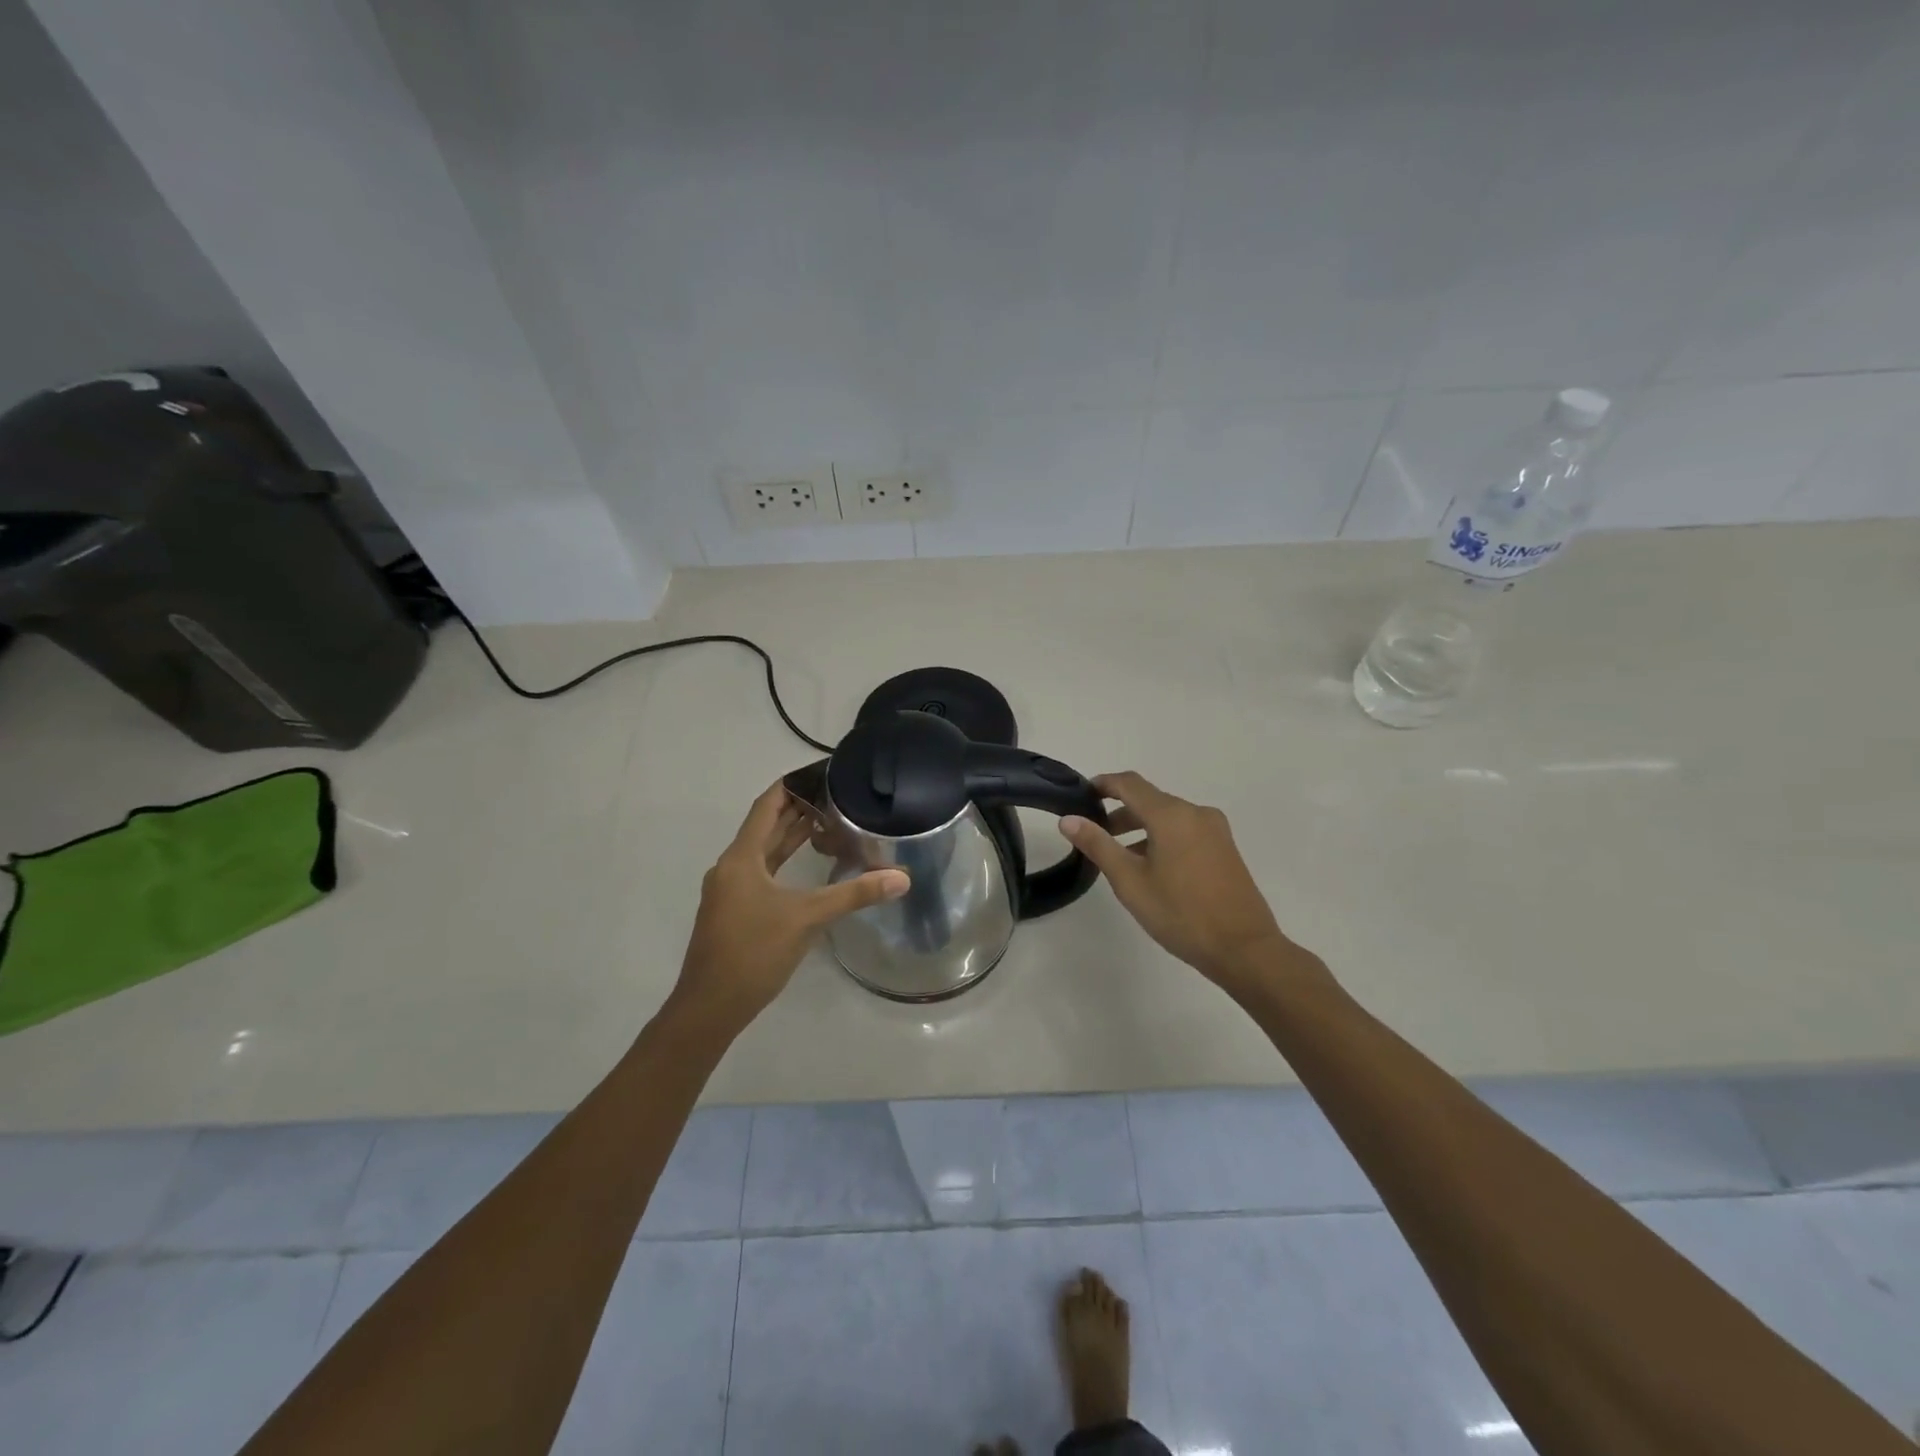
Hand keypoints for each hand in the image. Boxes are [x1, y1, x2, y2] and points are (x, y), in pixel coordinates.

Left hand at [671, 782, 908, 1030]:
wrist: (709, 1008)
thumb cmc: (753, 953)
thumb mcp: (807, 918)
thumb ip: (854, 894)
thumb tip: (901, 877)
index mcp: (741, 859)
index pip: (766, 807)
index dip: (790, 786)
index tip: (818, 772)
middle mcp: (731, 868)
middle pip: (764, 827)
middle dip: (796, 810)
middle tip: (833, 795)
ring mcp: (730, 891)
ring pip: (763, 852)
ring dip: (790, 836)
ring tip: (825, 821)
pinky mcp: (734, 912)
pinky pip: (761, 873)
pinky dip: (783, 862)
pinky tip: (806, 867)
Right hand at [1061, 771, 1296, 989]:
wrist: (1244, 949)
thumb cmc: (1181, 913)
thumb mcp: (1130, 881)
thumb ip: (1098, 845)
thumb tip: (1068, 819)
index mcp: (1172, 815)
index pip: (1129, 784)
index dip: (1103, 784)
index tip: (1080, 794)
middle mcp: (1196, 813)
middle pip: (1150, 800)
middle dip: (1119, 812)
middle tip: (1093, 835)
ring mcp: (1215, 830)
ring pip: (1168, 817)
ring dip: (1140, 827)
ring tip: (1119, 857)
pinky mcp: (1225, 848)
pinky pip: (1185, 831)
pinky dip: (1162, 838)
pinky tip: (1151, 868)